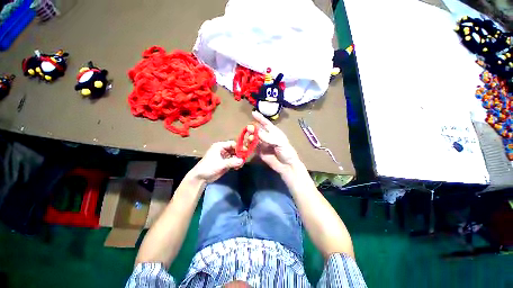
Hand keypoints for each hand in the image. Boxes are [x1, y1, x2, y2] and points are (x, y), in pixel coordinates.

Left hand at [189, 141, 243, 182]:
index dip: (239, 147)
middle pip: (234, 149)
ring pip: (235, 155)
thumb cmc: (208, 167)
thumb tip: (242, 160)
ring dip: (238, 160)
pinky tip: (237, 168)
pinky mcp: (225, 162)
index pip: (232, 144)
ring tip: (240, 165)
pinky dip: (236, 164)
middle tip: (244, 160)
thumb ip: (232, 162)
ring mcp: (224, 156)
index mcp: (220, 146)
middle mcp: (223, 150)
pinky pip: (233, 161)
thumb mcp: (220, 164)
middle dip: (239, 154)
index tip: (245, 152)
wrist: (200, 177)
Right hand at [252, 111, 300, 174]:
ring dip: (250, 137)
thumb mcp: (279, 143)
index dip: (260, 118)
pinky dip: (249, 146)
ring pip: (254, 138)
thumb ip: (267, 137)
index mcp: (274, 132)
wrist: (287, 166)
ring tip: (249, 139)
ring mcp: (263, 145)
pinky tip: (247, 145)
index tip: (253, 113)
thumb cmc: (287, 152)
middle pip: (258, 131)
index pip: (266, 123)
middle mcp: (267, 137)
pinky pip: (252, 147)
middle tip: (248, 129)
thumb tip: (255, 131)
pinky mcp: (260, 152)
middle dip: (253, 129)